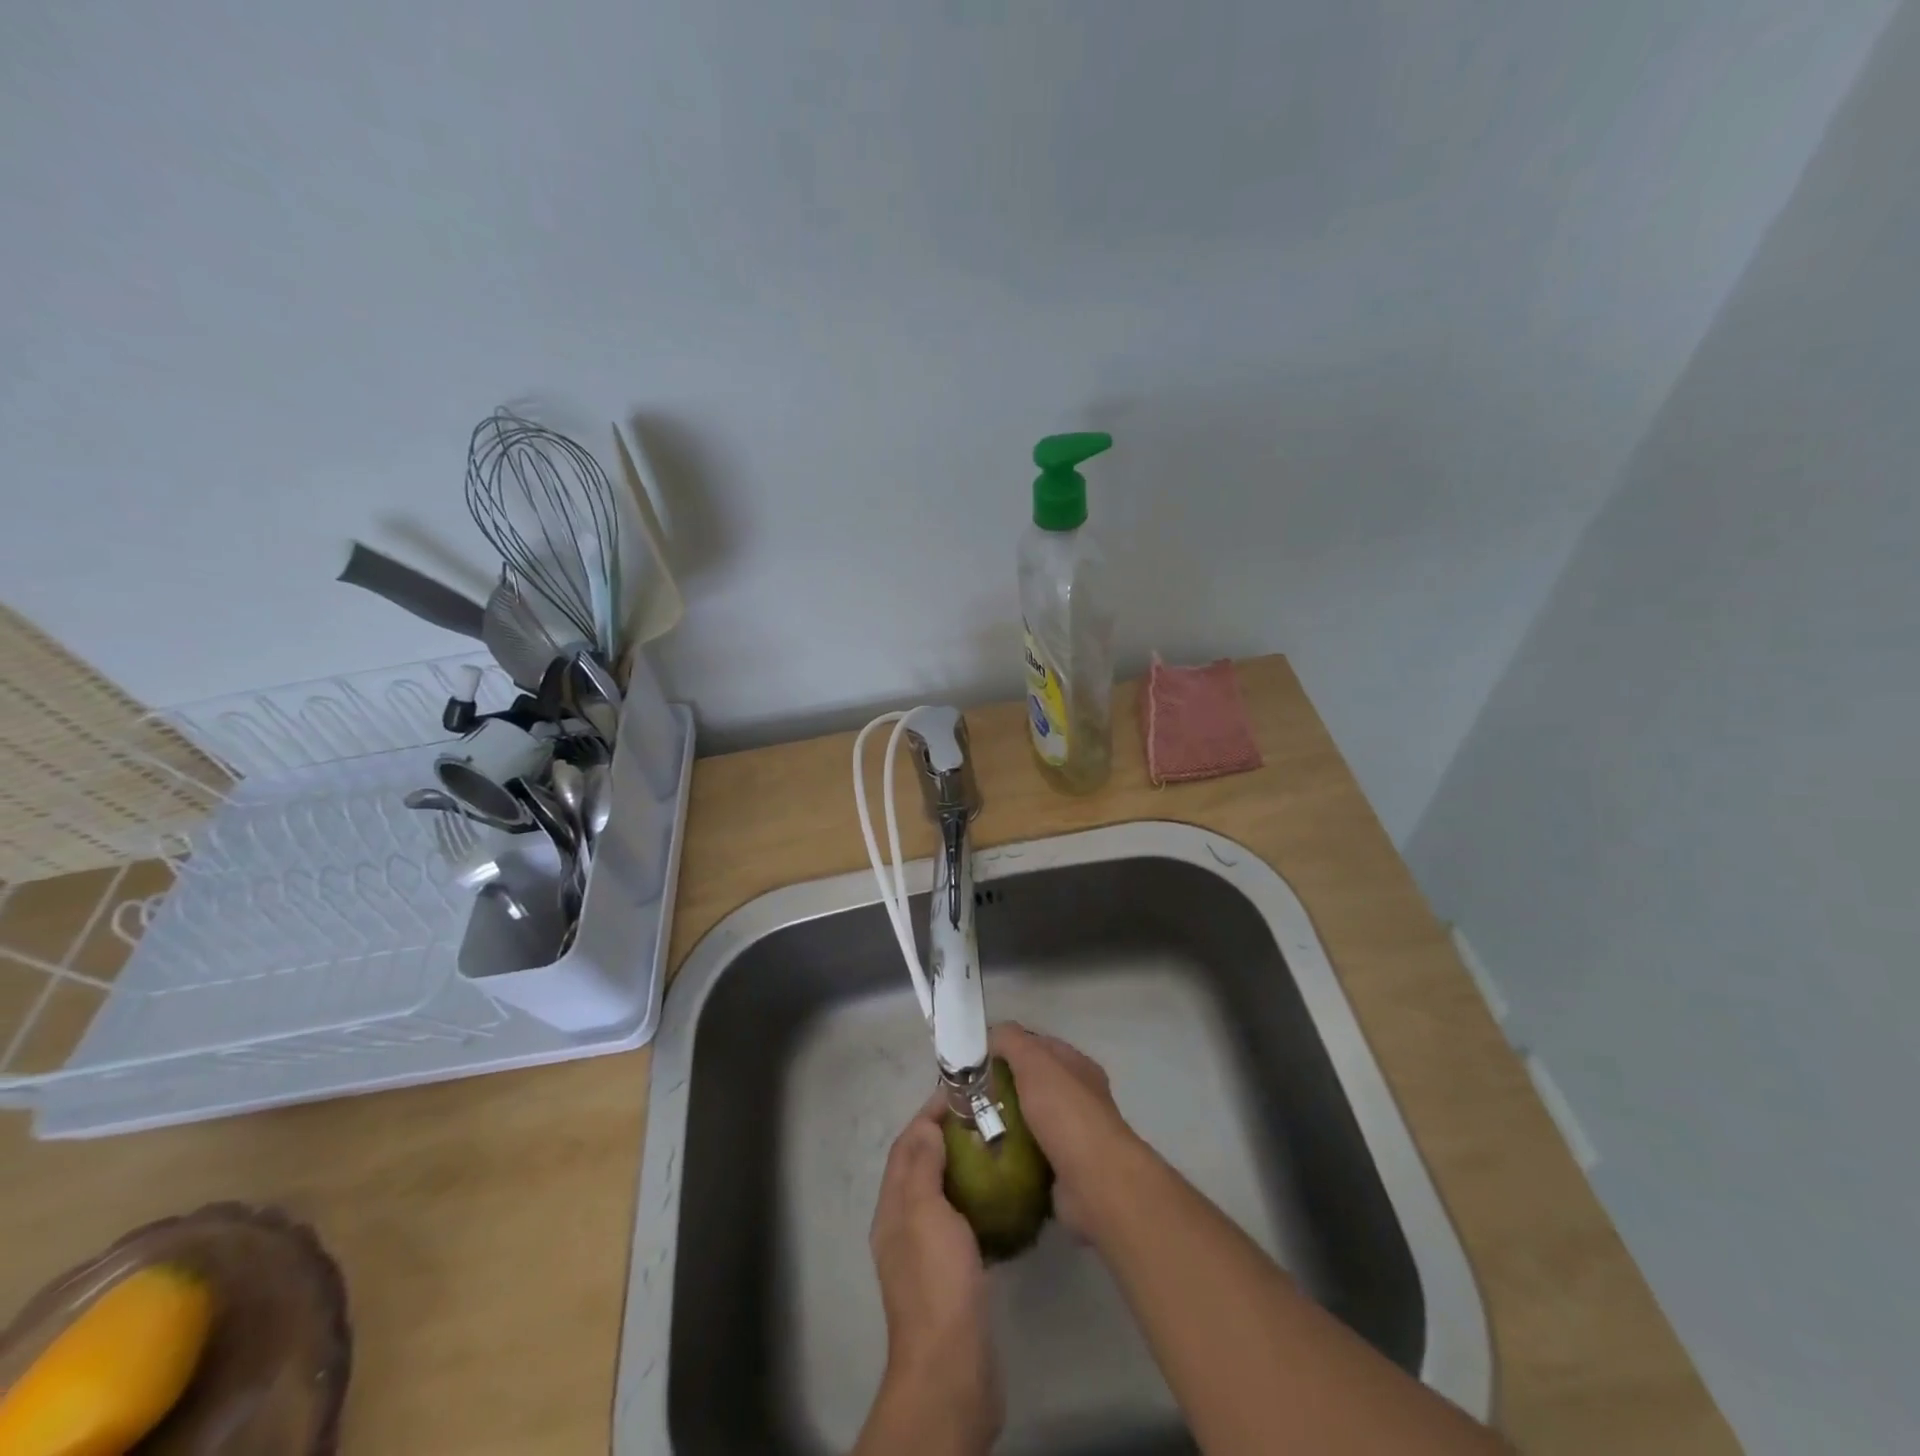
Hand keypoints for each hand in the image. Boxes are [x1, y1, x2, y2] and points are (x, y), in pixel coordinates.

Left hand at [858, 1092, 1000, 1455]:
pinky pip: (960, 1222)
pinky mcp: (951, 1276)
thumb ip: (922, 1168)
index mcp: (893, 1207)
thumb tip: (927, 1127)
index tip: (958, 1091)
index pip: (907, 1145)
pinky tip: (1000, 1200)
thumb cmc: (937, 1282)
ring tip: (994, 1147)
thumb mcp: (925, 1213)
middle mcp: (903, 1226)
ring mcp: (926, 1254)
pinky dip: (975, 1202)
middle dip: (945, 1135)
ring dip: (961, 1167)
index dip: (928, 1114)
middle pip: (921, 1166)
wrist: (951, 1369)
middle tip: (982, 1115)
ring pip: (941, 1193)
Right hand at [989, 1022, 1144, 1238]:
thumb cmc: (1066, 1112)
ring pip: (1029, 1120)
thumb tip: (991, 1034)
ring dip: (1004, 1123)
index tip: (976, 1059)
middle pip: (1032, 1083)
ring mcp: (1072, 1135)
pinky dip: (1011, 1155)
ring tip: (969, 1128)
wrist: (1095, 1183)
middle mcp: (1078, 1097)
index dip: (1007, 1046)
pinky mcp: (1063, 1169)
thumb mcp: (1035, 1062)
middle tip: (967, 1097)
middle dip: (1002, 1087)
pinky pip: (1029, 1155)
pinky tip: (987, 1156)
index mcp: (1076, 1066)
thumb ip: (1012, 1041)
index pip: (1037, 1045)